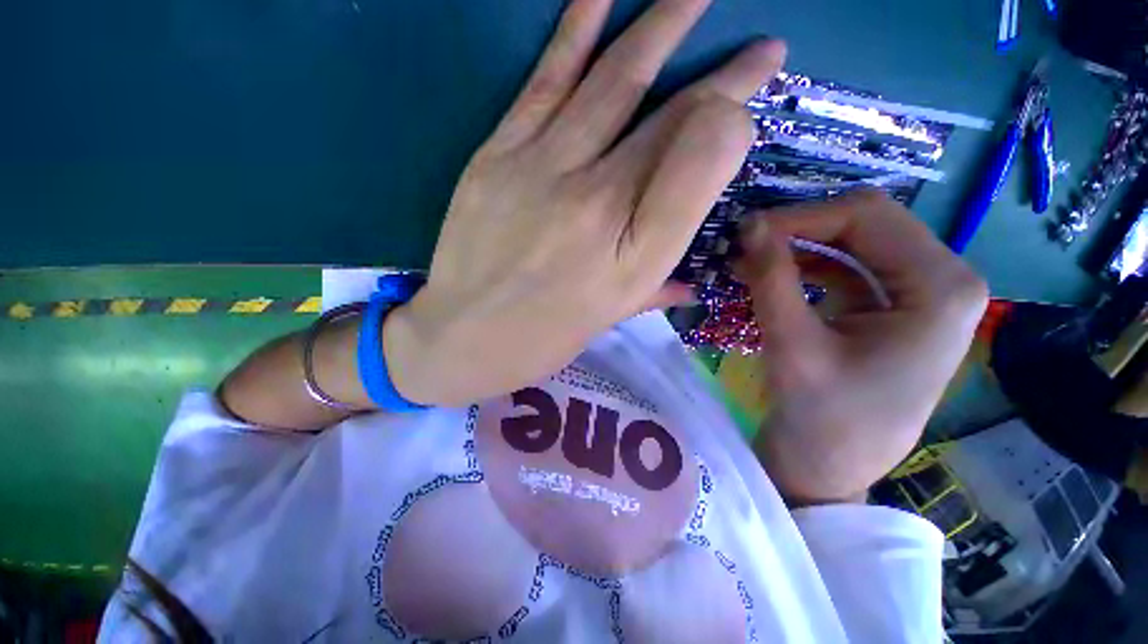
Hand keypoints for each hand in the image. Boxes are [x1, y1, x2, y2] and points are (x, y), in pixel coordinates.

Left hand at [384, 0, 786, 405]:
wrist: (464, 337)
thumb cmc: (545, 336)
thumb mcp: (612, 318)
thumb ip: (658, 286)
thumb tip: (695, 278)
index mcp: (633, 253)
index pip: (699, 161)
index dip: (733, 121)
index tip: (747, 106)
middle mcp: (598, 202)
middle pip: (671, 118)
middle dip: (724, 76)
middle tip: (760, 45)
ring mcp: (543, 170)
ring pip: (614, 82)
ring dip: (663, 26)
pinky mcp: (496, 156)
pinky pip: (545, 82)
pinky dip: (576, 29)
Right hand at [736, 191, 988, 506]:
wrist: (829, 470)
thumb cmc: (821, 419)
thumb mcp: (792, 345)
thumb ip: (772, 278)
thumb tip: (749, 225)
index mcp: (941, 288)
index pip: (867, 216)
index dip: (800, 217)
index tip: (746, 234)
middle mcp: (941, 281)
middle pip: (864, 224)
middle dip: (798, 230)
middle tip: (744, 246)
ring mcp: (917, 295)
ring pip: (851, 244)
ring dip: (796, 248)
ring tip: (747, 262)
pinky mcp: (889, 310)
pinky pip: (844, 269)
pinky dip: (803, 268)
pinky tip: (768, 276)